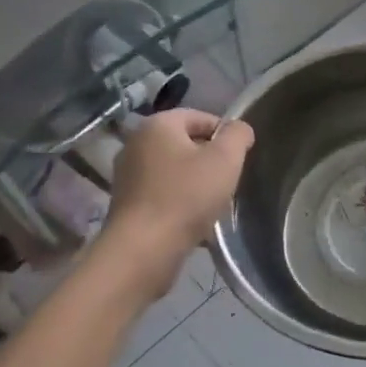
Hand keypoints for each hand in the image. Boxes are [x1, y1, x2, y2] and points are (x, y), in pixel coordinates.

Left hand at [99, 108, 253, 290]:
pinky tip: (193, 220)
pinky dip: (179, 200)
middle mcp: (136, 143)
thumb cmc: (187, 196)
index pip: (200, 117)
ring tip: (212, 203)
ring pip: (174, 170)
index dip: (225, 134)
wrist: (143, 249)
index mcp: (158, 124)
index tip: (239, 158)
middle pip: (185, 143)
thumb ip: (237, 135)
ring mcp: (127, 174)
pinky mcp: (126, 202)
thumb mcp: (225, 159)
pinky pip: (162, 192)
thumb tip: (239, 129)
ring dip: (195, 182)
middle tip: (228, 181)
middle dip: (210, 160)